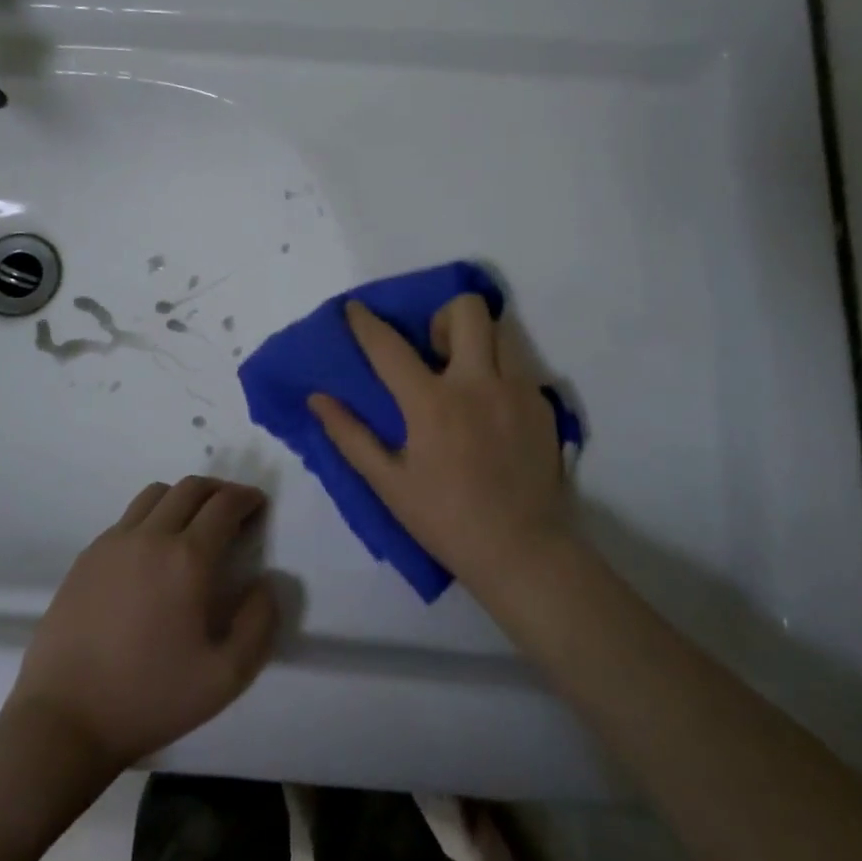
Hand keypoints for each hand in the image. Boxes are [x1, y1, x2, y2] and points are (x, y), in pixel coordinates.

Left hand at [7, 477, 279, 772]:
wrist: (65, 720)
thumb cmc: (151, 699)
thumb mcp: (226, 677)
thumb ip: (259, 624)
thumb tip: (265, 583)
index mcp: (187, 559)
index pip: (224, 504)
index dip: (247, 497)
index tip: (258, 505)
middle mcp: (150, 536)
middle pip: (191, 488)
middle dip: (219, 490)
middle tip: (233, 509)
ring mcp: (112, 543)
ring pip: (155, 494)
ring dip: (183, 497)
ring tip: (194, 523)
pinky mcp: (86, 557)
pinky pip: (127, 517)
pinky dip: (152, 516)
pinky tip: (153, 550)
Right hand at [308, 295, 570, 592]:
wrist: (524, 552)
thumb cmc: (446, 520)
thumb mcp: (389, 484)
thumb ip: (350, 436)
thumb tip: (318, 399)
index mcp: (433, 404)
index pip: (389, 347)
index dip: (366, 323)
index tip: (354, 308)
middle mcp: (479, 384)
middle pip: (467, 310)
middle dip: (442, 317)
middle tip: (433, 350)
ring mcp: (518, 391)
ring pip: (500, 331)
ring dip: (475, 340)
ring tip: (464, 375)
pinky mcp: (543, 405)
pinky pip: (519, 367)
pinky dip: (499, 374)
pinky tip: (491, 411)